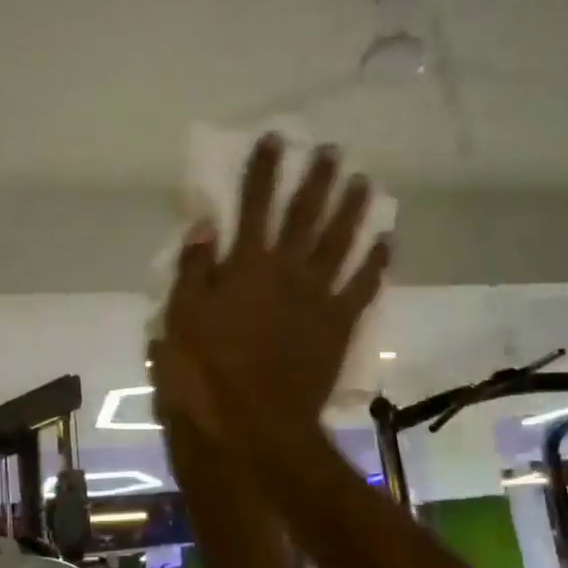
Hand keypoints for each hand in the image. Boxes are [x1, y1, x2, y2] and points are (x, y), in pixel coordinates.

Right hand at [154, 135, 388, 439]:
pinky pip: (363, 287)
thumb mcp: (180, 320)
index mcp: (246, 266)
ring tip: (364, 181)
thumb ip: (195, 270)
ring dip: (353, 209)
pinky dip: (376, 263)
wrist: (253, 427)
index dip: (263, 170)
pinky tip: (387, 241)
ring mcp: (318, 298)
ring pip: (341, 242)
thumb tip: (205, 225)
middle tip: (331, 149)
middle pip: (305, 215)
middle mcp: (287, 271)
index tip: (274, 139)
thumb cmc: (205, 376)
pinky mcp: (339, 326)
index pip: (253, 205)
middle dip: (316, 179)